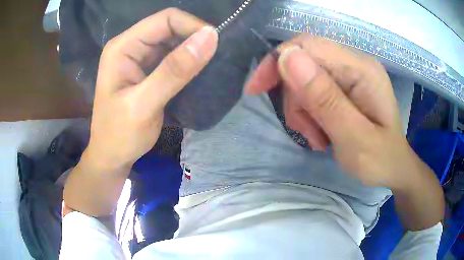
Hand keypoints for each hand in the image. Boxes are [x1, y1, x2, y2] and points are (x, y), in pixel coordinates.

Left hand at [86, 8, 217, 171]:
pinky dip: (188, 62)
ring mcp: (140, 58)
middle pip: (171, 27)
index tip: (215, 46)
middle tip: (216, 58)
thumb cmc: (120, 135)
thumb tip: (210, 37)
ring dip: (193, 50)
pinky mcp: (148, 70)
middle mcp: (131, 46)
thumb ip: (174, 70)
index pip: (165, 19)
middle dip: (195, 38)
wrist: (112, 156)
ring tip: (212, 65)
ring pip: (174, 41)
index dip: (192, 26)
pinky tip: (199, 73)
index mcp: (123, 47)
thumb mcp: (144, 105)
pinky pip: (173, 57)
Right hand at [246, 36, 426, 189]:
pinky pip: (312, 90)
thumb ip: (326, 99)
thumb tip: (287, 58)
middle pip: (303, 62)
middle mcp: (355, 63)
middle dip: (295, 97)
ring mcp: (350, 74)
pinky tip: (321, 132)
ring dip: (302, 109)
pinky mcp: (344, 86)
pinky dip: (308, 112)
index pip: (309, 45)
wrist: (393, 167)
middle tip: (307, 132)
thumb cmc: (381, 160)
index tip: (256, 89)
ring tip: (318, 138)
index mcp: (362, 69)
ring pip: (304, 79)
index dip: (278, 61)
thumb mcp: (355, 138)